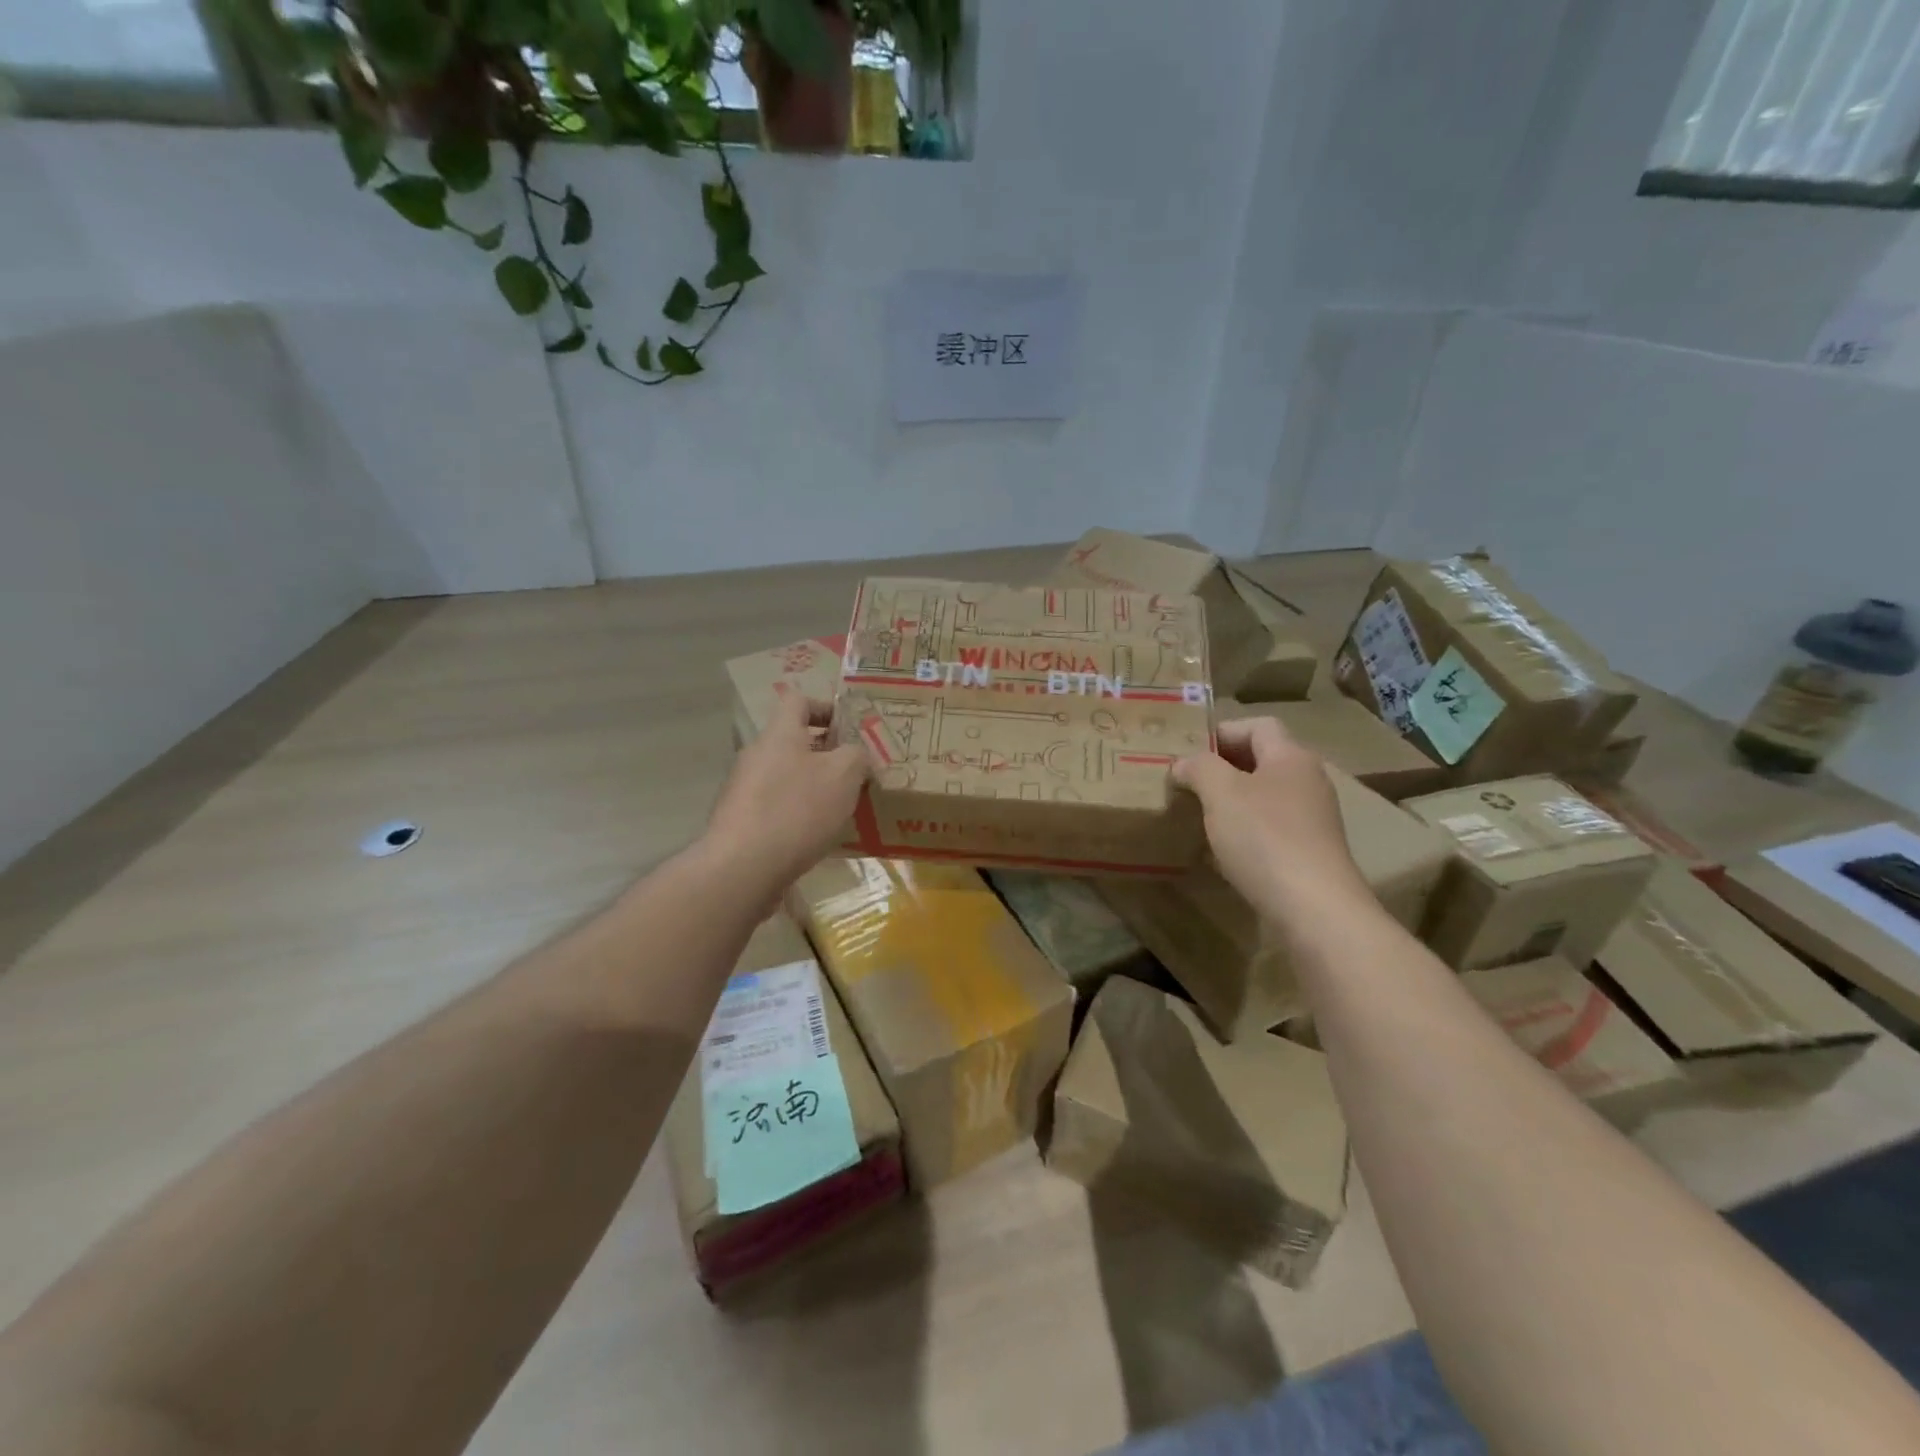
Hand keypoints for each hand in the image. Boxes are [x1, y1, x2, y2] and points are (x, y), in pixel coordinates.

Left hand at [703, 689, 870, 895]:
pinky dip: (798, 814)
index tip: (850, 728)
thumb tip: (856, 755)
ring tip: (843, 808)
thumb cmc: (797, 810)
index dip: (826, 707)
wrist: (742, 868)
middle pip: (793, 741)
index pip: (798, 701)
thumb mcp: (843, 775)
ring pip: (786, 776)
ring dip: (814, 786)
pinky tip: (817, 836)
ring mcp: (744, 789)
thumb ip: (856, 756)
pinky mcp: (740, 821)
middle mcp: (757, 755)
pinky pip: (776, 806)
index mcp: (780, 734)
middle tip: (857, 773)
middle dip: (827, 754)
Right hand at [1173, 716, 1369, 918]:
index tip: (1187, 751)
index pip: (1257, 725)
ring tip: (1197, 814)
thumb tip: (1184, 763)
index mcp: (1291, 757)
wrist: (1314, 908)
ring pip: (1263, 796)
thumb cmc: (1265, 838)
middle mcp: (1308, 781)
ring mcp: (1312, 819)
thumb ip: (1199, 768)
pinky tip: (1221, 850)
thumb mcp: (1221, 793)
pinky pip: (1270, 829)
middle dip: (1222, 768)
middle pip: (1261, 760)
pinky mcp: (1309, 852)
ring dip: (1230, 801)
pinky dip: (1244, 831)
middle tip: (1186, 782)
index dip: (1221, 731)